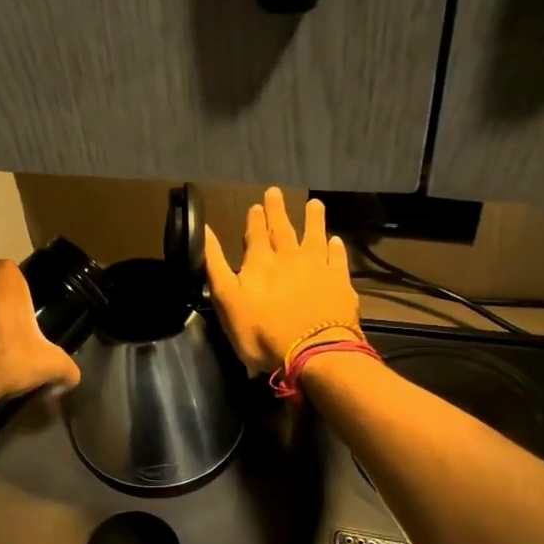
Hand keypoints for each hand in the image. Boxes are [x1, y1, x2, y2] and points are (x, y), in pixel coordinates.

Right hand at [205, 188, 359, 372]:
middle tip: (276, 192)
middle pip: (282, 229)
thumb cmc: (261, 332)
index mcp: (259, 262)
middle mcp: (289, 257)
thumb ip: (215, 265)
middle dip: (277, 210)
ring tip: (314, 204)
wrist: (312, 352)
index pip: (255, 234)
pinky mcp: (339, 283)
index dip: (255, 219)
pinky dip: (336, 248)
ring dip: (313, 219)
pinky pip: (337, 259)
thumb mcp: (226, 300)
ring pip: (314, 236)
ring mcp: (317, 268)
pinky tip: (336, 240)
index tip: (256, 205)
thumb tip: (204, 231)